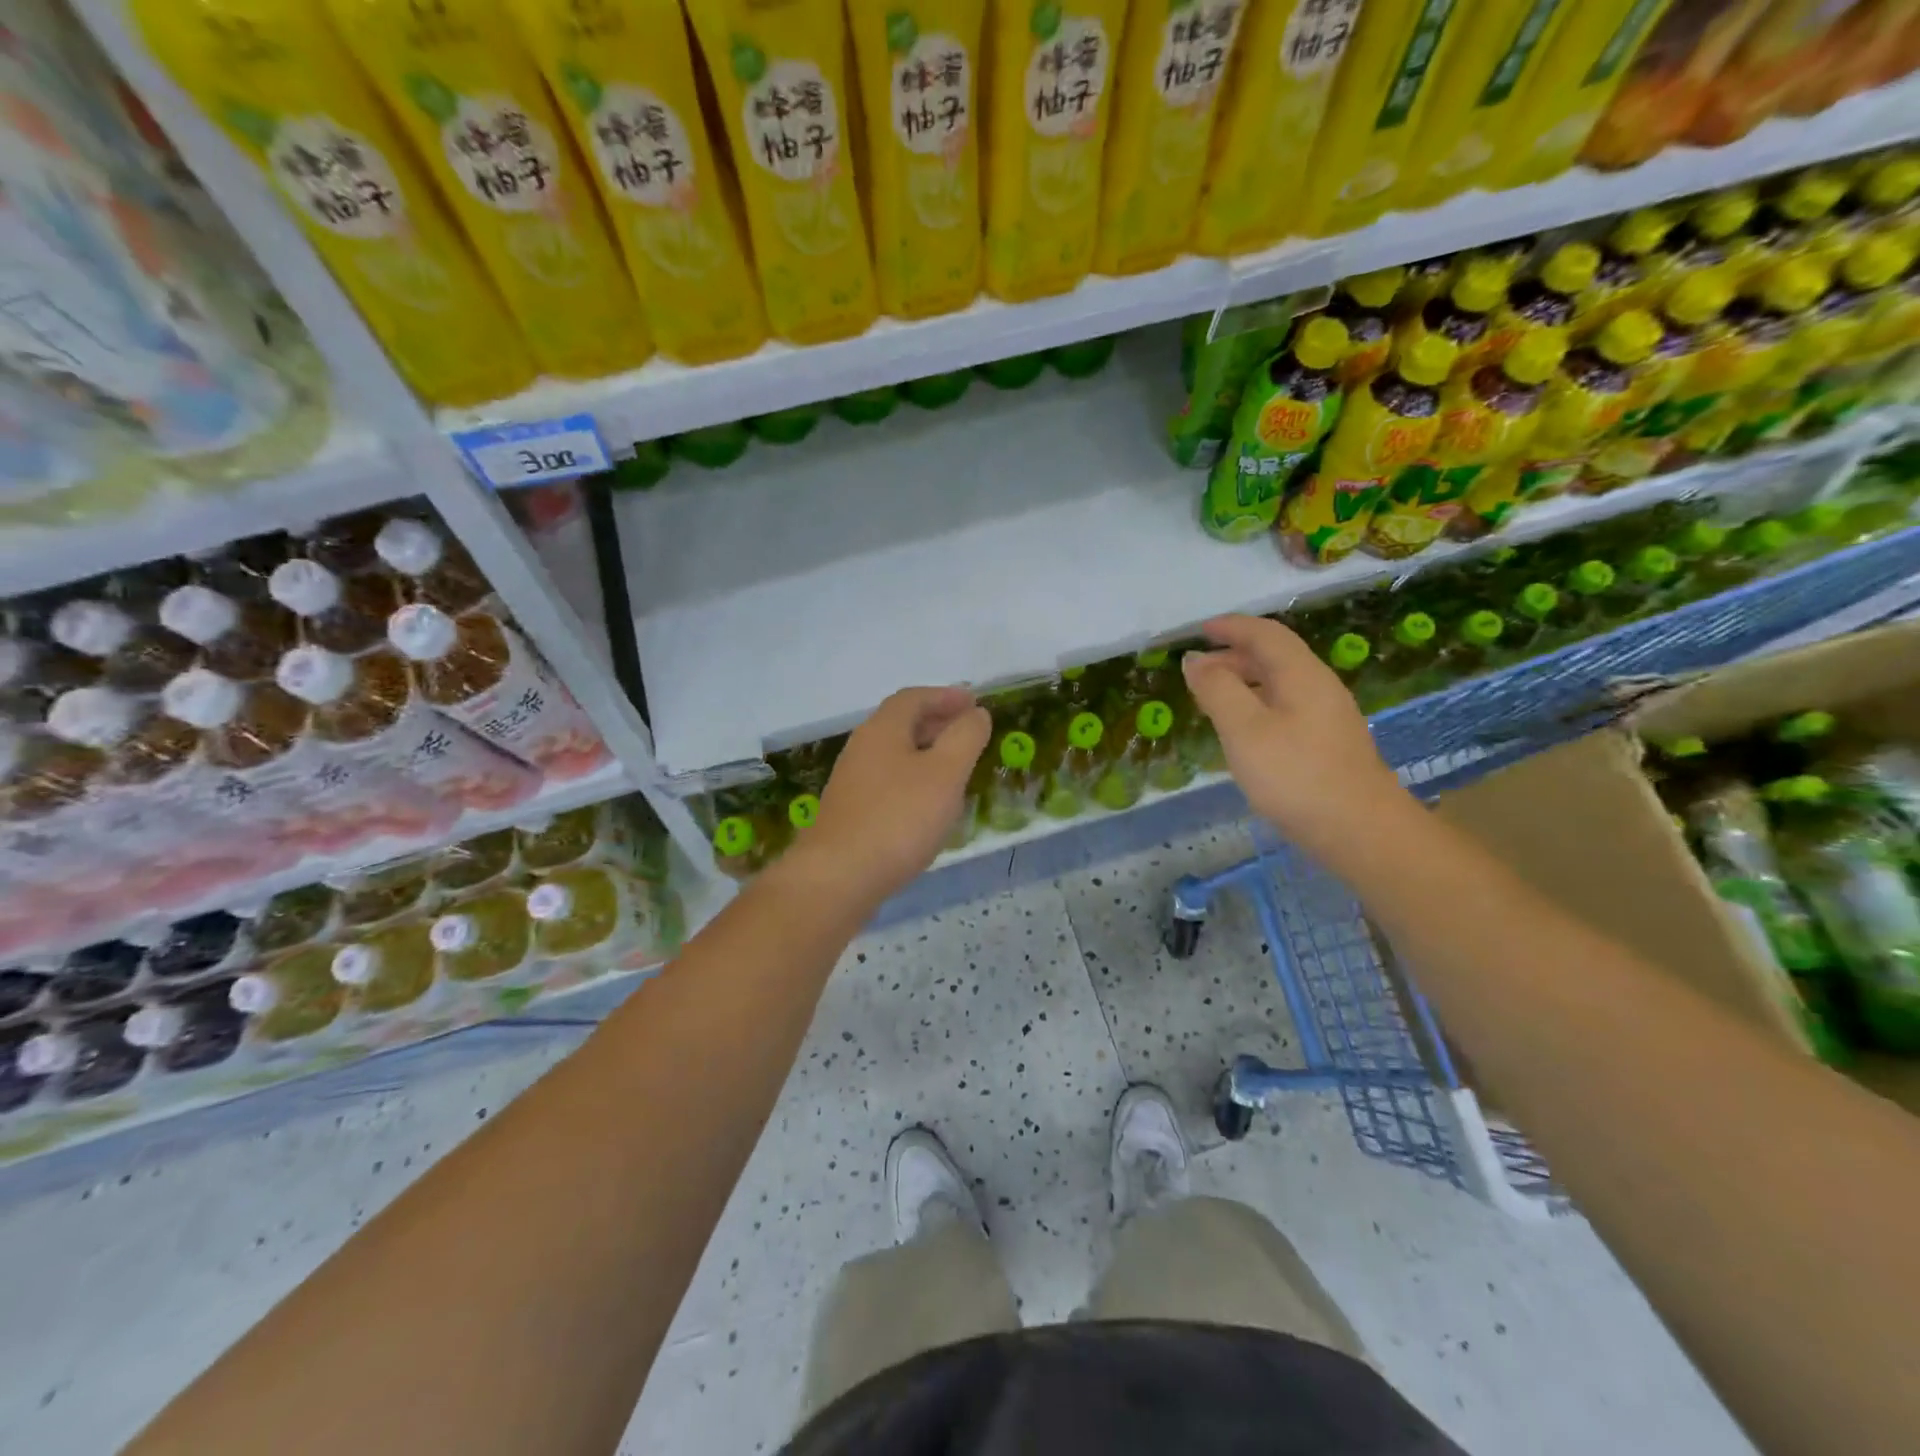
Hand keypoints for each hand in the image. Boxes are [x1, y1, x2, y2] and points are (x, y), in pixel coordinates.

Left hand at [785, 686, 990, 905]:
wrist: (838, 878)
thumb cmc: (898, 818)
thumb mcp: (946, 773)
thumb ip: (965, 737)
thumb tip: (976, 713)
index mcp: (882, 730)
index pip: (913, 698)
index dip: (945, 696)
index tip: (974, 703)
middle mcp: (861, 748)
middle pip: (900, 724)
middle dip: (937, 722)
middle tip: (968, 732)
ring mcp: (851, 783)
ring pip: (894, 755)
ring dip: (925, 753)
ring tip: (955, 769)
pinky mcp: (849, 813)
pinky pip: (887, 783)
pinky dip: (912, 781)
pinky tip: (927, 806)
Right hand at [1182, 615, 1412, 860]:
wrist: (1360, 832)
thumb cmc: (1296, 776)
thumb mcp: (1244, 730)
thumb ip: (1217, 690)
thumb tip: (1195, 660)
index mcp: (1301, 675)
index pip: (1265, 635)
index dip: (1231, 627)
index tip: (1199, 630)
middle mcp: (1319, 687)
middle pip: (1275, 657)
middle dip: (1234, 655)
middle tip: (1198, 670)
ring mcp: (1328, 717)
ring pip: (1281, 684)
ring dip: (1245, 681)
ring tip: (1213, 700)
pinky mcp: (1329, 745)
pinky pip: (1286, 708)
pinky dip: (1257, 705)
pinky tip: (1244, 733)